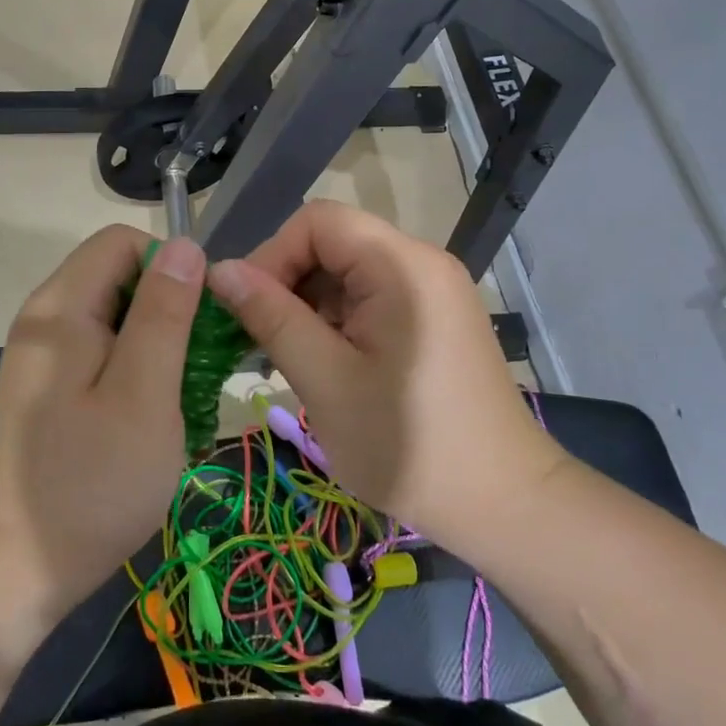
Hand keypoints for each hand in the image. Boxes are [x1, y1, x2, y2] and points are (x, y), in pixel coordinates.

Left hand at [0, 226, 203, 631]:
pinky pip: (105, 348)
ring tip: (183, 394)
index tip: (200, 323)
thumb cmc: (91, 482)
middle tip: (198, 367)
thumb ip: (164, 314)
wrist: (18, 566)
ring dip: (160, 342)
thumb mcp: (143, 394)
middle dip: (170, 308)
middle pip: (121, 275)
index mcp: (61, 309)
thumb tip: (184, 245)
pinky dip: (139, 366)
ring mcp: (47, 352)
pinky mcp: (52, 382)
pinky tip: (155, 410)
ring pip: (118, 314)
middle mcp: (47, 317)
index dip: (170, 268)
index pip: (123, 242)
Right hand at [206, 201, 562, 551]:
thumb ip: (271, 317)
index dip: (272, 256)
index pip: (317, 221)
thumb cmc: (409, 445)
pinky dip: (338, 322)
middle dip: (288, 284)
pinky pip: (372, 298)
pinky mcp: (434, 318)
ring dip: (310, 307)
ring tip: (291, 361)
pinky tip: (326, 366)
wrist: (505, 504)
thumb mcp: (326, 381)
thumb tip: (220, 270)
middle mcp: (422, 263)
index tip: (246, 311)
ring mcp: (433, 290)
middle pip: (333, 243)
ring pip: (349, 272)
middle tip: (261, 342)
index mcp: (401, 265)